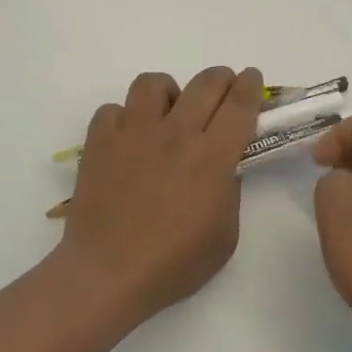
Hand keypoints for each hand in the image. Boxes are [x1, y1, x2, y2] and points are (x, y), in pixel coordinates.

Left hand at [58, 67, 262, 322]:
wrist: (108, 273)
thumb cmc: (173, 264)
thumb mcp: (224, 236)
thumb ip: (229, 192)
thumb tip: (222, 166)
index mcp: (212, 157)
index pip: (239, 105)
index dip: (250, 86)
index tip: (252, 77)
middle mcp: (175, 133)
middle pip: (205, 83)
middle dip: (221, 78)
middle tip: (222, 88)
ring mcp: (133, 133)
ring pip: (153, 83)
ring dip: (169, 92)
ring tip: (168, 114)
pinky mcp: (99, 141)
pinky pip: (113, 109)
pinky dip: (124, 118)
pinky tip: (128, 140)